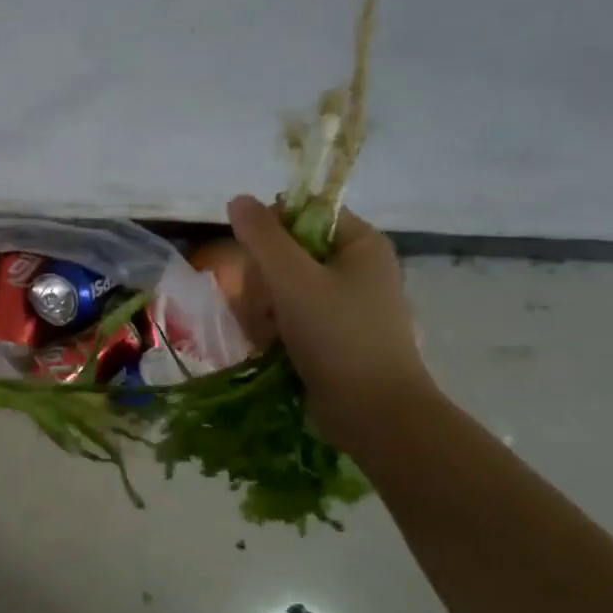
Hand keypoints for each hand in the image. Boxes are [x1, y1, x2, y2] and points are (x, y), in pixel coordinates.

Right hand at [226, 195, 433, 448]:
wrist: (374, 413)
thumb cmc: (337, 335)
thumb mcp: (292, 279)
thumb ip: (262, 236)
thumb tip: (238, 199)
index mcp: (361, 244)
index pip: (306, 213)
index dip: (272, 228)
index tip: (252, 256)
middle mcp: (359, 269)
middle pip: (291, 253)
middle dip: (265, 279)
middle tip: (260, 304)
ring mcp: (349, 306)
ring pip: (287, 289)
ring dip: (265, 308)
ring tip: (264, 333)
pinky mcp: (337, 337)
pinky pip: (295, 318)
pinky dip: (277, 330)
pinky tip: (269, 348)